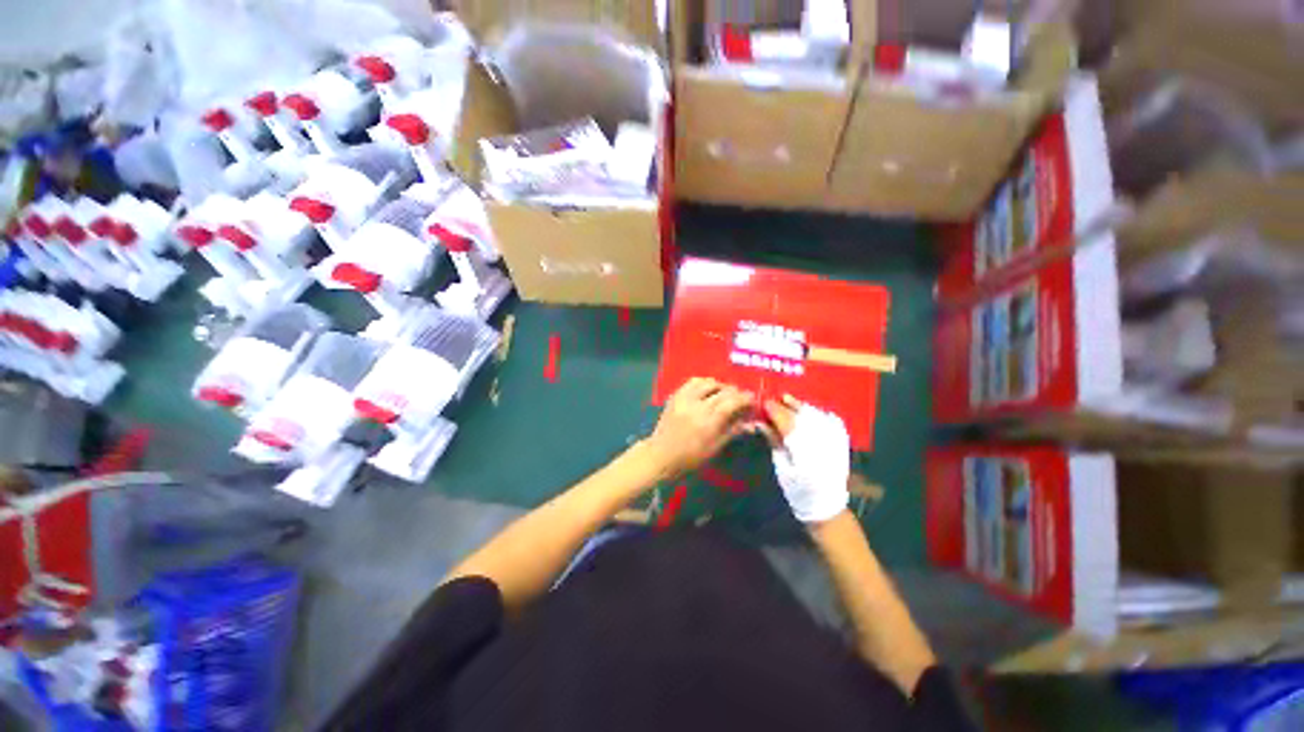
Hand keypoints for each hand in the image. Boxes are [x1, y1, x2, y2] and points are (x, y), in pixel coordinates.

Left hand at [641, 378, 754, 479]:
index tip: (753, 400)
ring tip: (724, 394)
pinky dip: (703, 384)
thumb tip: (750, 422)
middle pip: (722, 390)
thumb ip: (733, 430)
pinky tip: (707, 392)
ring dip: (719, 386)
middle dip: (735, 392)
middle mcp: (697, 404)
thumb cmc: (690, 458)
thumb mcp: (715, 447)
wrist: (661, 455)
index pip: (732, 401)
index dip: (746, 398)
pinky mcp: (675, 396)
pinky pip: (692, 382)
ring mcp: (684, 398)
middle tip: (741, 399)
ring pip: (707, 382)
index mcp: (708, 420)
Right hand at [761, 395, 849, 524]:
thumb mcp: (781, 466)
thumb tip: (761, 422)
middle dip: (786, 405)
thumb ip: (774, 441)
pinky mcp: (841, 440)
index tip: (764, 403)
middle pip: (800, 413)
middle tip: (774, 400)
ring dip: (800, 405)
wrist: (827, 504)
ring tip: (788, 399)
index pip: (785, 419)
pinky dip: (817, 411)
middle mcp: (819, 437)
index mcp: (801, 446)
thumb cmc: (798, 488)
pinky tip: (809, 410)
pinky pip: (829, 418)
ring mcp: (833, 437)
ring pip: (815, 412)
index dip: (773, 409)